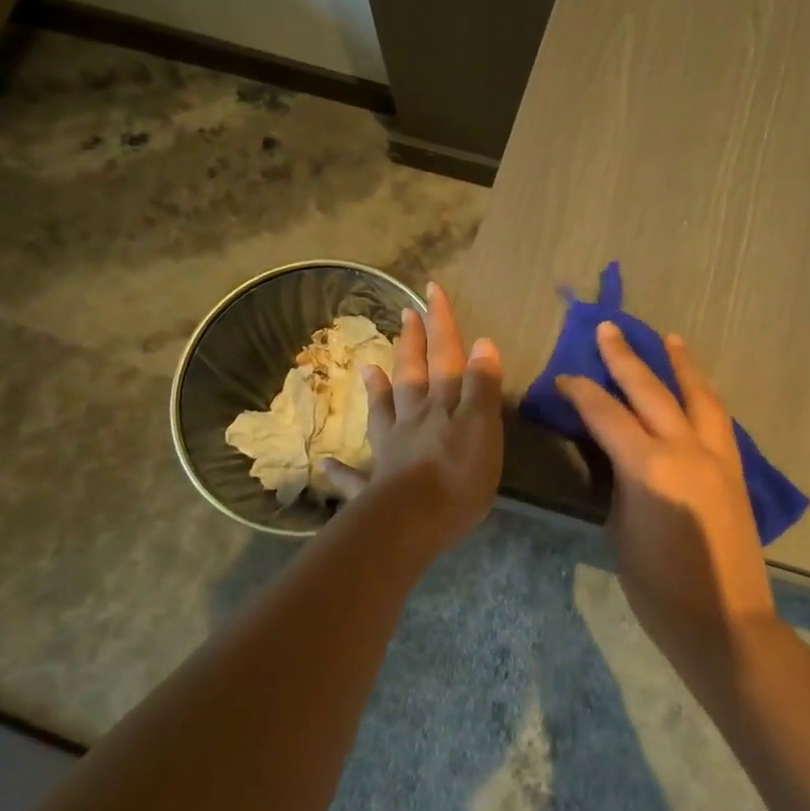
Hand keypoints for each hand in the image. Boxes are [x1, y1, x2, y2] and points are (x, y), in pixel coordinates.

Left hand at [322, 282, 503, 558]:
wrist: (413, 521)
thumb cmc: (457, 474)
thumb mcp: (483, 426)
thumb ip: (481, 385)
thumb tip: (482, 341)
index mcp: (442, 404)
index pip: (445, 355)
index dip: (441, 323)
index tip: (431, 289)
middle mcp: (413, 419)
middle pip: (412, 375)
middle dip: (412, 344)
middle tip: (407, 314)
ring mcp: (390, 450)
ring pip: (383, 413)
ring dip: (377, 390)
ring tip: (367, 368)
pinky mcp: (374, 487)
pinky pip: (355, 477)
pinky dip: (342, 471)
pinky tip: (326, 465)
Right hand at [557, 323, 779, 677]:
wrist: (726, 623)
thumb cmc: (659, 589)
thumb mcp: (621, 530)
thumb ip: (620, 481)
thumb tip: (619, 455)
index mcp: (650, 467)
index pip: (608, 415)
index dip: (582, 393)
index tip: (564, 378)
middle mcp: (686, 450)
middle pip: (652, 391)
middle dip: (626, 358)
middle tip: (609, 330)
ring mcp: (717, 457)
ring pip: (698, 396)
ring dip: (680, 365)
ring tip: (669, 339)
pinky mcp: (735, 470)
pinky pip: (716, 419)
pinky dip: (702, 395)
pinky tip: (695, 389)